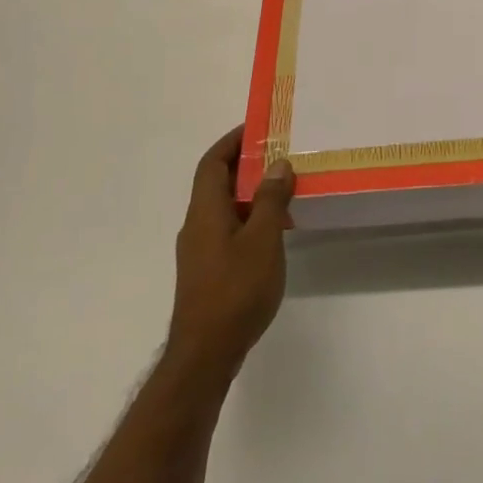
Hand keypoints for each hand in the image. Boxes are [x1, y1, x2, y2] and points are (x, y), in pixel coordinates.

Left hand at [166, 127, 294, 380]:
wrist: (206, 354)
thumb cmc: (235, 290)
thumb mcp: (263, 240)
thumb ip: (271, 200)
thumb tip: (277, 164)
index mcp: (205, 211)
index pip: (212, 163)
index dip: (231, 142)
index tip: (257, 128)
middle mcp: (197, 225)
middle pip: (217, 182)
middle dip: (246, 164)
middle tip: (281, 154)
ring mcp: (200, 250)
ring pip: (224, 207)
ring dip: (251, 192)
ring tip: (285, 187)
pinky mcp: (208, 271)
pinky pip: (228, 229)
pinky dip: (250, 217)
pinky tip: (275, 230)